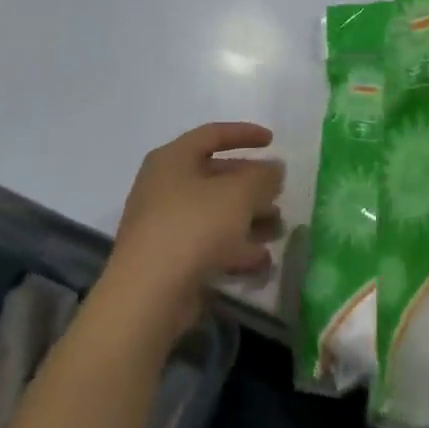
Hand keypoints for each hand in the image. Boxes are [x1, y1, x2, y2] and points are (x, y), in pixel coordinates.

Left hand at [96, 123, 283, 345]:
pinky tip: (261, 262)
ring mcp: (164, 224)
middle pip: (216, 177)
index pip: (212, 134)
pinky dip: (234, 248)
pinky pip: (208, 244)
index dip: (245, 134)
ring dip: (249, 220)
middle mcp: (164, 186)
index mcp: (173, 159)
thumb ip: (263, 176)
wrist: (149, 293)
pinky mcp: (169, 258)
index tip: (273, 141)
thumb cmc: (194, 227)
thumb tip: (274, 169)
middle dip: (253, 187)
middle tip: (280, 196)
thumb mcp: (239, 194)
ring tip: (278, 231)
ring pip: (215, 214)